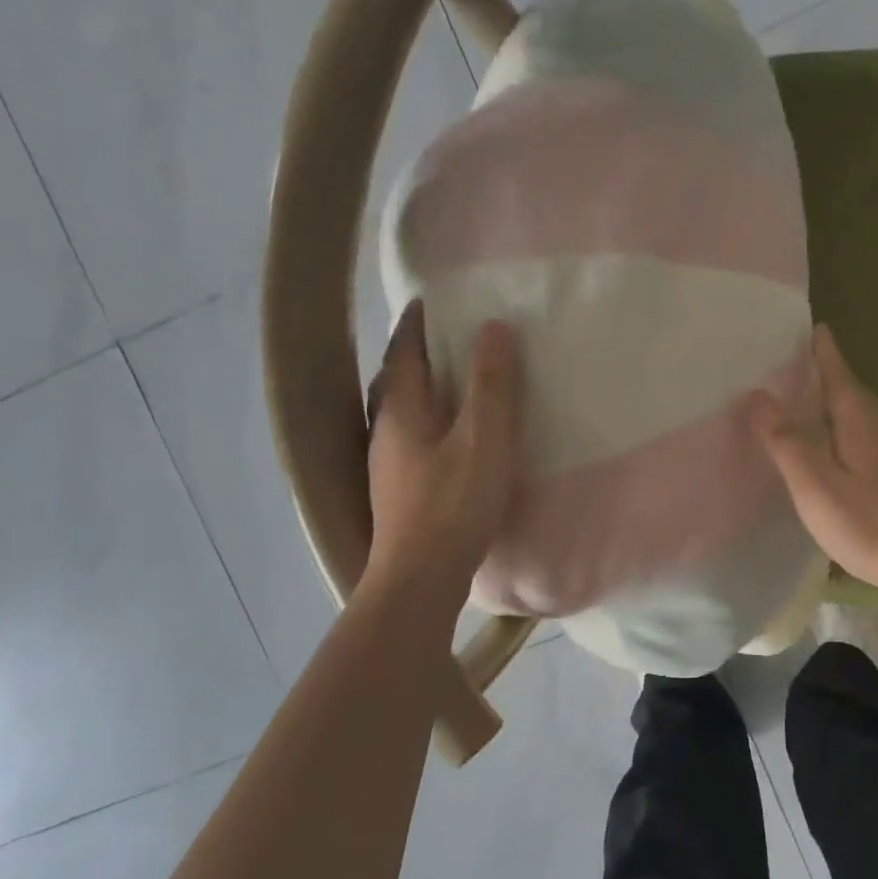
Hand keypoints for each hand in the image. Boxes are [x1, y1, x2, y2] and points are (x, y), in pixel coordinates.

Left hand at [362, 302, 520, 614]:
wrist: (420, 579)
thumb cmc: (454, 506)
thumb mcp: (484, 440)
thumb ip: (491, 385)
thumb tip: (493, 327)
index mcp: (401, 410)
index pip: (403, 351)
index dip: (417, 323)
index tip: (431, 299)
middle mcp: (384, 431)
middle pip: (394, 379)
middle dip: (415, 353)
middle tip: (445, 337)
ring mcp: (387, 465)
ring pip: (398, 412)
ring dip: (419, 389)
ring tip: (449, 382)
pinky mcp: (398, 492)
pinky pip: (408, 439)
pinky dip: (425, 422)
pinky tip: (446, 439)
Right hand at [750, 324, 877, 595]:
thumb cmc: (870, 522)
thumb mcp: (816, 484)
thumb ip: (786, 441)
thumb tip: (757, 395)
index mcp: (859, 421)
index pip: (838, 373)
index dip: (823, 351)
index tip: (813, 325)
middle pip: (851, 390)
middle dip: (827, 372)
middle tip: (797, 361)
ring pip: (859, 415)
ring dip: (835, 401)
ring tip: (808, 400)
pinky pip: (864, 437)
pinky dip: (843, 428)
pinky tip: (833, 446)